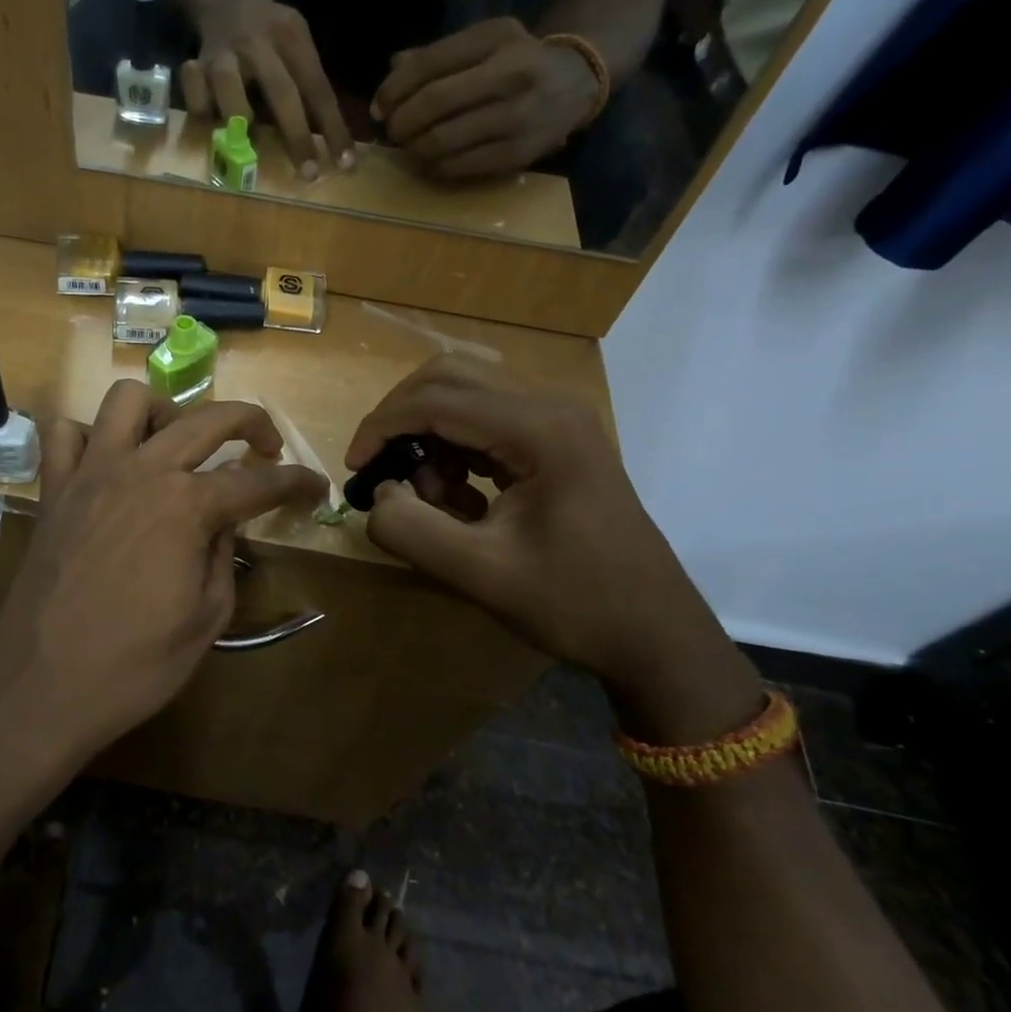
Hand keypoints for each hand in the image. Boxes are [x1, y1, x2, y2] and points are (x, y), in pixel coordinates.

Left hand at [0, 382, 324, 762]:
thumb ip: (223, 555)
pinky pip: (65, 435)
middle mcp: (142, 471)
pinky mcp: (54, 490)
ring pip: (128, 400)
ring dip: (164, 412)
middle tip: (266, 446)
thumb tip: (224, 519)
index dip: (296, 483)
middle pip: (207, 419)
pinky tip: (108, 466)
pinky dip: (91, 438)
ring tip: (177, 447)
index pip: (259, 482)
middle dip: (250, 421)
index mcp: (187, 506)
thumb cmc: (135, 665)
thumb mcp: (208, 618)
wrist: (41, 688)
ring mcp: (91, 474)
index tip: (317, 488)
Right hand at [182, 0, 355, 177]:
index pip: (318, 88)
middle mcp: (258, 43)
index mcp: (291, 36)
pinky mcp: (196, 66)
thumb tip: (327, 137)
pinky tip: (208, 117)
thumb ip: (306, 79)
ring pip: (233, 97)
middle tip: (309, 174)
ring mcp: (224, 54)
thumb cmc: (265, 29)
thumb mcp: (294, 38)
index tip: (345, 164)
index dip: (333, 129)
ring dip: (242, 124)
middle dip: (298, 137)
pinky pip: (198, 100)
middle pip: (282, 93)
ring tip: (244, 146)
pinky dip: (202, 112)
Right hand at [345, 358, 743, 711]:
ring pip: (466, 395)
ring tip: (428, 498)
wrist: (656, 634)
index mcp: (539, 429)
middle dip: (401, 418)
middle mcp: (550, 407)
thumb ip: (412, 531)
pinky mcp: (557, 441)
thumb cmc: (576, 604)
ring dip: (430, 436)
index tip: (354, 469)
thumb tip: (376, 496)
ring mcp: (558, 421)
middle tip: (379, 468)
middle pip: (449, 376)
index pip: (436, 400)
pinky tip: (459, 501)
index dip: (382, 427)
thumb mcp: (481, 575)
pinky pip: (487, 423)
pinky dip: (456, 450)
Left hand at [372, 18, 602, 180]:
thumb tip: (390, 73)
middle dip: (400, 121)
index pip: (428, 64)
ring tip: (409, 145)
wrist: (576, 84)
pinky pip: (456, 166)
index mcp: (496, 39)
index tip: (379, 107)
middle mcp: (510, 75)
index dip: (393, 89)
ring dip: (412, 147)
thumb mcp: (483, 43)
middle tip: (392, 129)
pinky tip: (430, 159)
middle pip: (432, 104)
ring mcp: (516, 118)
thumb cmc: (517, 61)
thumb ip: (436, 55)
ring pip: (441, 140)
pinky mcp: (516, 154)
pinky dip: (432, 166)